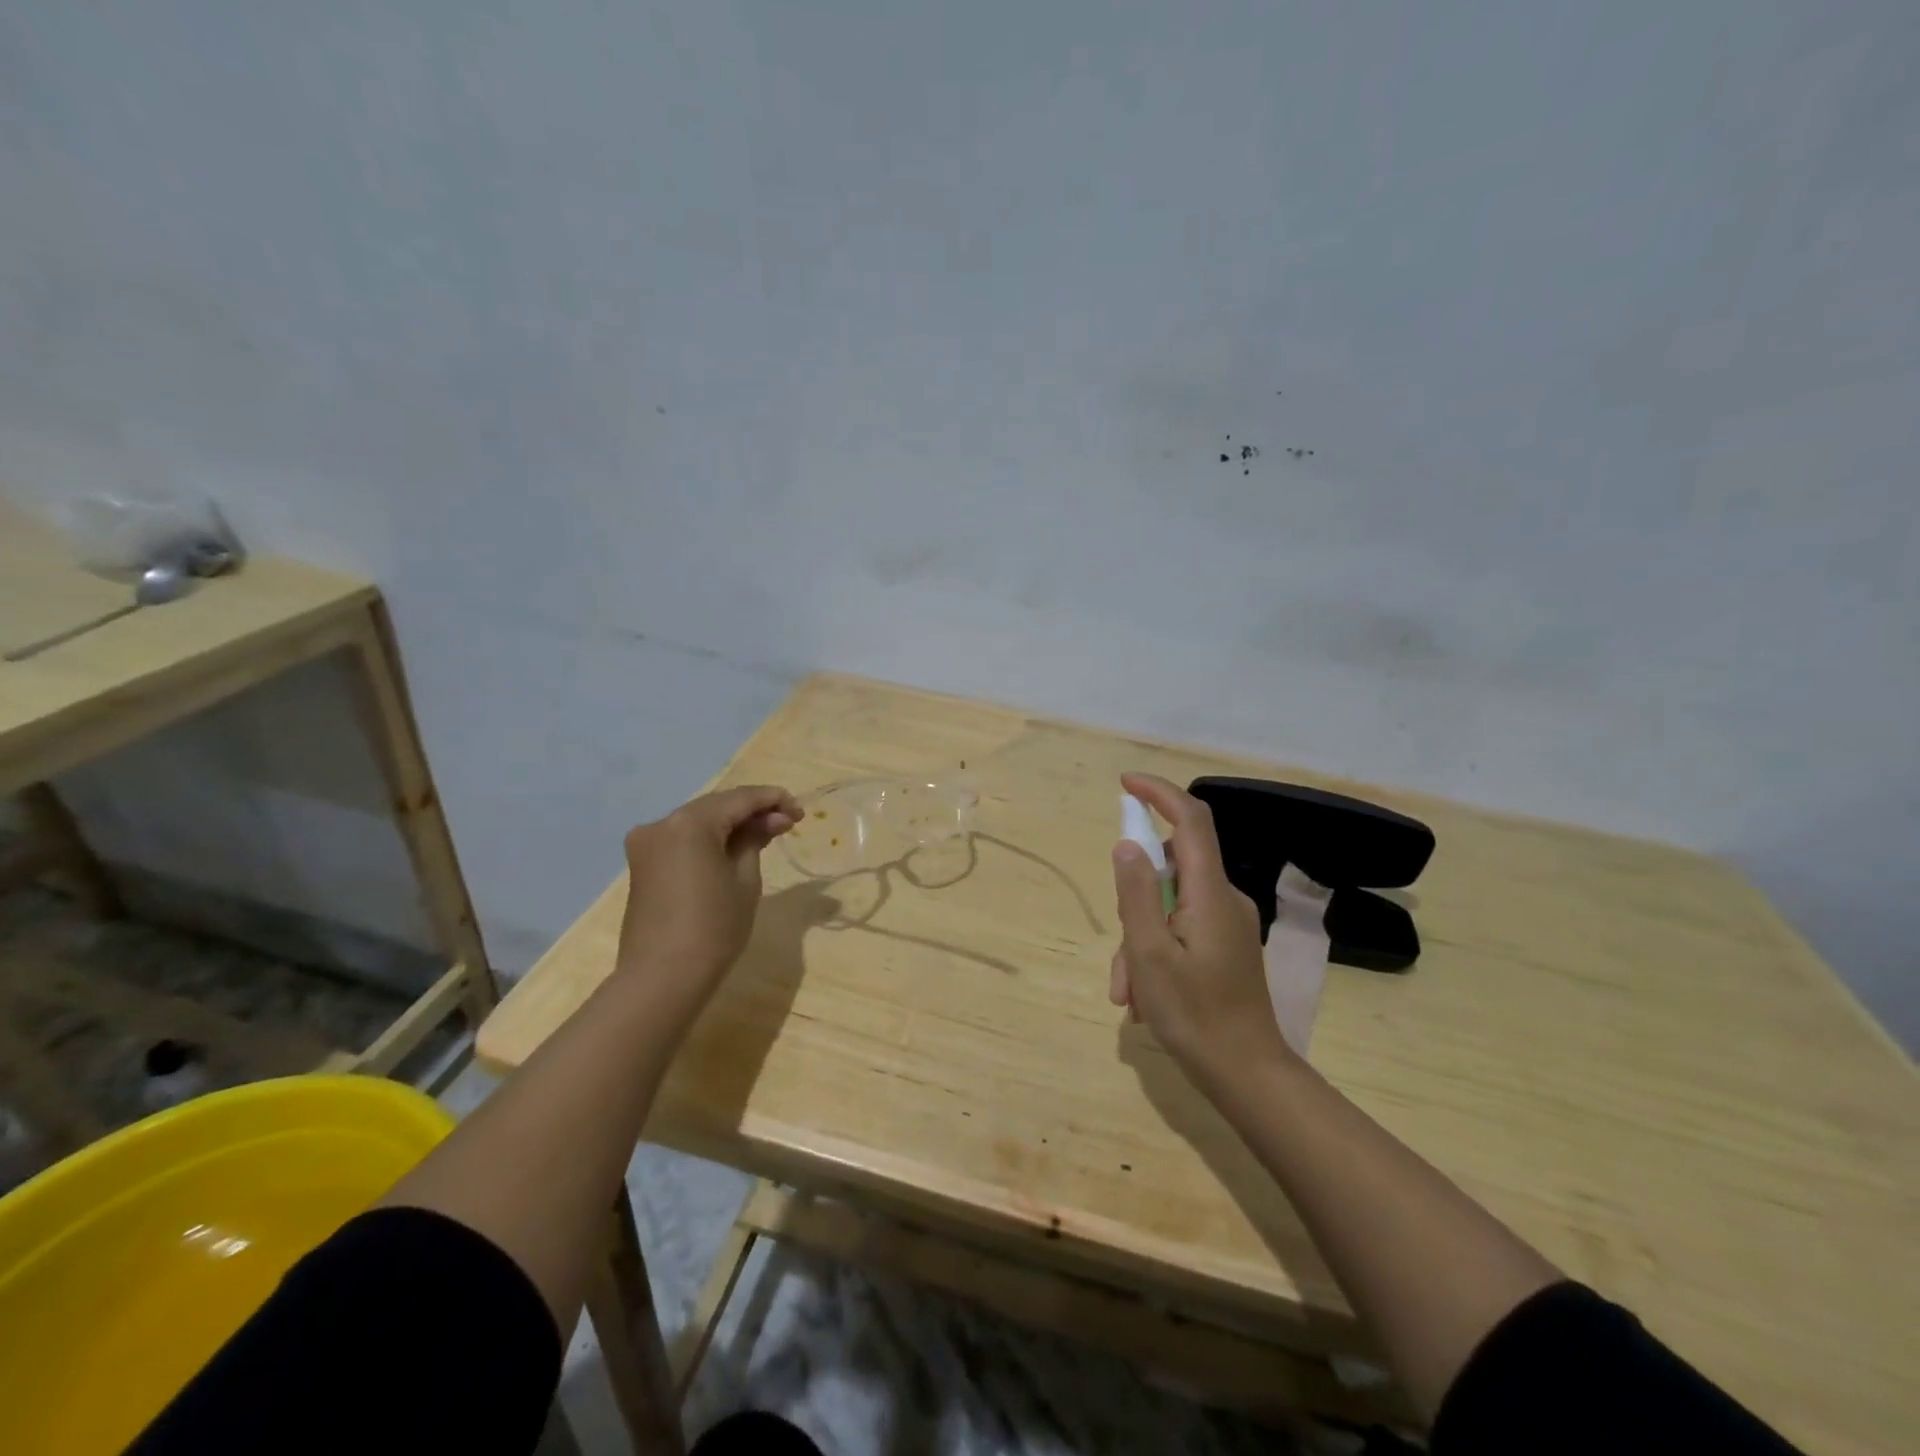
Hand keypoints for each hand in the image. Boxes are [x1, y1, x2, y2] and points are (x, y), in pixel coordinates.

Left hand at [618, 785, 801, 1022]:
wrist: (663, 978)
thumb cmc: (714, 928)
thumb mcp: (745, 879)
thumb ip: (755, 839)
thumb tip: (770, 819)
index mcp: (690, 823)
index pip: (740, 798)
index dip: (773, 800)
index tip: (800, 811)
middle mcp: (663, 823)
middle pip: (717, 805)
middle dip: (753, 811)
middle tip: (787, 823)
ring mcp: (647, 843)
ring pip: (699, 821)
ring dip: (731, 824)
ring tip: (766, 835)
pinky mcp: (642, 863)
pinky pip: (683, 839)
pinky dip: (710, 838)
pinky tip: (733, 848)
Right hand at [1110, 772, 1294, 1090]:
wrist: (1247, 1075)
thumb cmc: (1194, 1015)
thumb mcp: (1148, 954)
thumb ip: (1136, 893)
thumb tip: (1128, 843)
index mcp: (1211, 893)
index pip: (1191, 819)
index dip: (1160, 793)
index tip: (1125, 784)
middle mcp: (1225, 899)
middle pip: (1171, 870)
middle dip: (1133, 903)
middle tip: (1121, 957)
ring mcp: (1228, 924)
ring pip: (1170, 907)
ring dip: (1139, 940)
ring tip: (1128, 993)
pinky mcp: (1226, 946)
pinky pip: (1181, 929)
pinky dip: (1156, 952)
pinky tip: (1143, 998)